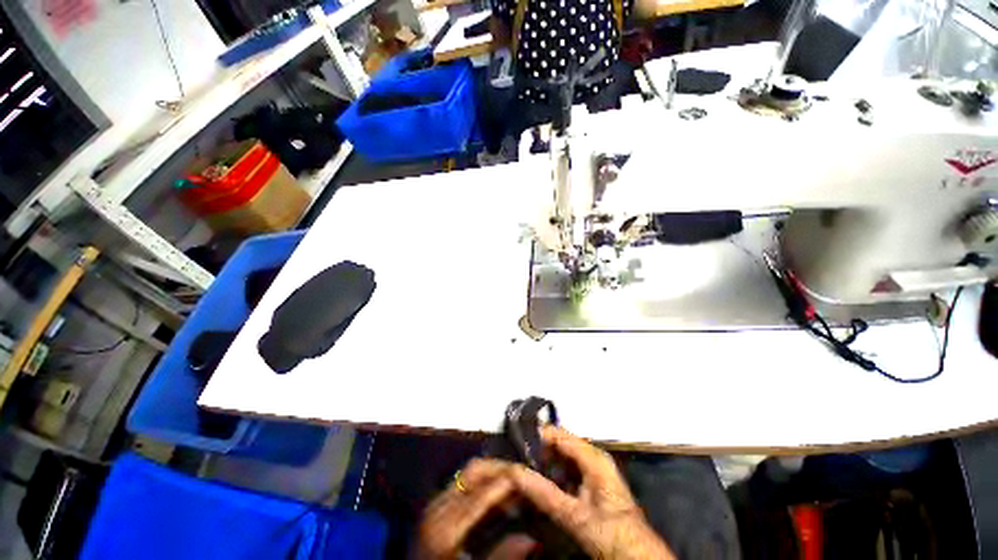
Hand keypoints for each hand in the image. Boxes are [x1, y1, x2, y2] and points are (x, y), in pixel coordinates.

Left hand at [414, 458, 536, 559]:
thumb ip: (501, 556)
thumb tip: (530, 539)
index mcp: (446, 527)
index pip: (484, 490)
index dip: (511, 481)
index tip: (533, 480)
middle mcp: (439, 506)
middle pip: (475, 470)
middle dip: (503, 468)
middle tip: (527, 477)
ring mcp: (435, 503)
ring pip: (469, 471)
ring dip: (494, 472)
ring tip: (516, 484)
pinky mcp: (435, 506)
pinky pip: (463, 482)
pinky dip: (484, 481)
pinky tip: (497, 496)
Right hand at [509, 426, 675, 559]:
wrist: (638, 559)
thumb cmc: (612, 535)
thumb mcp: (575, 516)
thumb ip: (544, 493)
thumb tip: (515, 472)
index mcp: (593, 457)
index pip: (559, 434)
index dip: (536, 435)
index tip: (512, 442)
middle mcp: (593, 457)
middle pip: (559, 444)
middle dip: (537, 451)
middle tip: (513, 459)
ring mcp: (594, 470)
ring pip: (562, 458)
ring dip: (543, 464)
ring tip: (520, 470)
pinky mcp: (592, 484)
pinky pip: (567, 471)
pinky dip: (552, 475)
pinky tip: (538, 484)